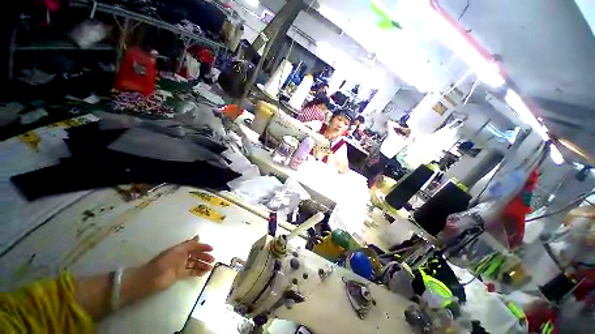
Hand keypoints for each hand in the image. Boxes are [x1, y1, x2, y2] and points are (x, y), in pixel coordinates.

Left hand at [141, 236, 214, 290]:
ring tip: (210, 268)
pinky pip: (191, 272)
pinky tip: (203, 273)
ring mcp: (181, 266)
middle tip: (213, 260)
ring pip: (195, 264)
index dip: (203, 247)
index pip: (194, 246)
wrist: (151, 278)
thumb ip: (189, 244)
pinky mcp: (179, 275)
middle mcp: (182, 256)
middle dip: (204, 257)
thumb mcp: (177, 251)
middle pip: (196, 255)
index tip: (212, 249)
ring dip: (202, 265)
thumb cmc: (164, 262)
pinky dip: (197, 272)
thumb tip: (198, 237)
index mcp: (181, 249)